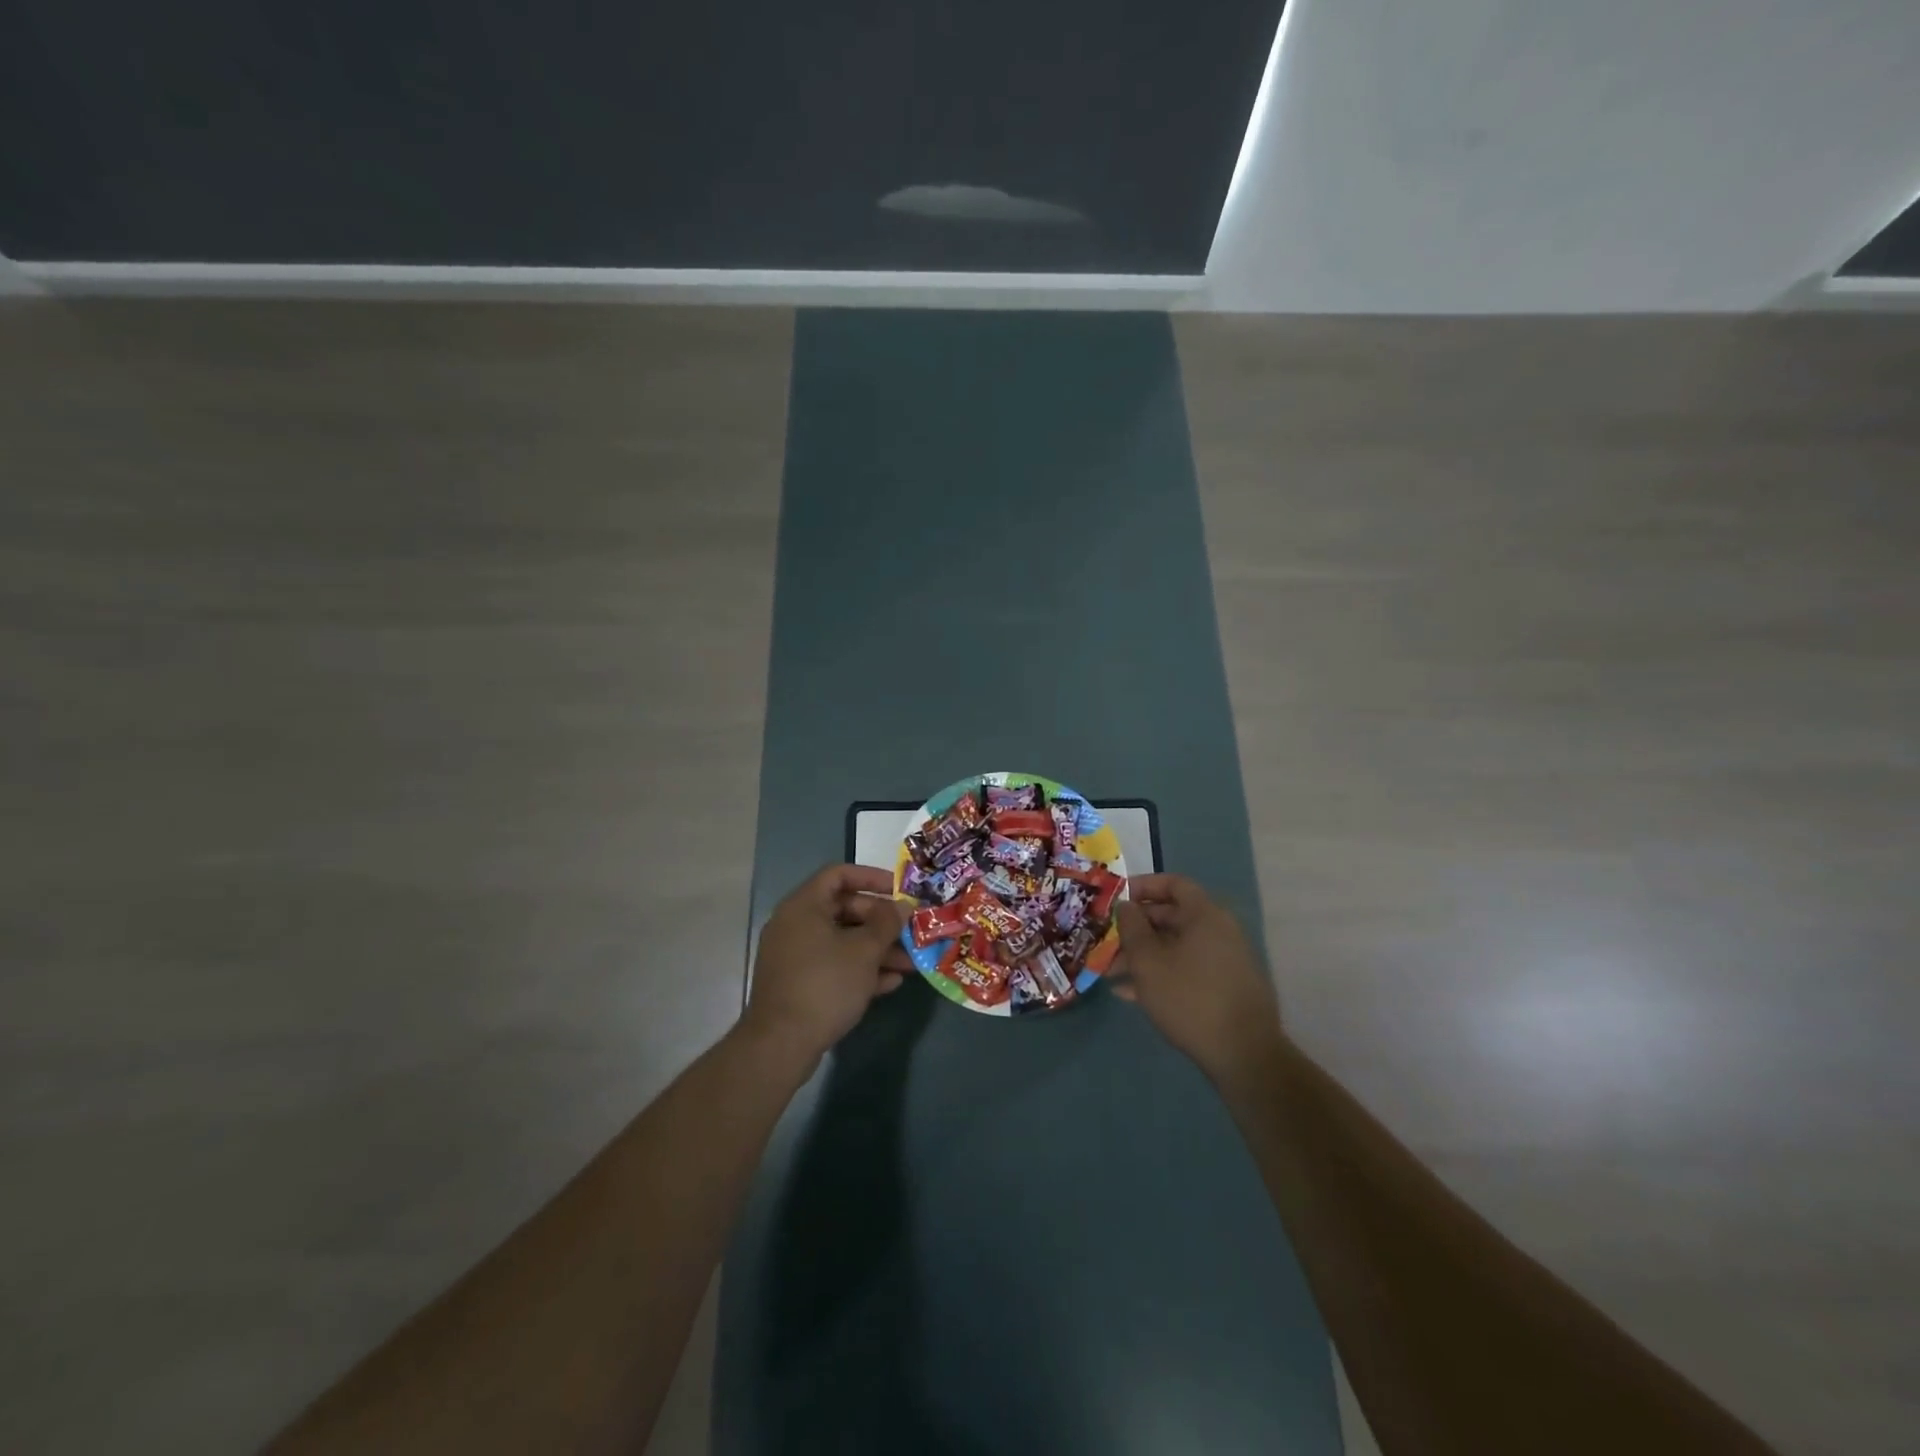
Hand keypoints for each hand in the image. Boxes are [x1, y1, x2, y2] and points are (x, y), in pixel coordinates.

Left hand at [742, 865, 912, 1062]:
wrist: (781, 1044)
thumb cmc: (825, 984)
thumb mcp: (864, 951)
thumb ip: (887, 924)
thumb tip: (902, 907)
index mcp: (804, 906)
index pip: (839, 874)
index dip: (872, 877)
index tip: (899, 890)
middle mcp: (795, 924)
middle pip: (843, 909)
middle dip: (880, 921)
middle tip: (909, 932)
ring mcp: (794, 955)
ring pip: (842, 941)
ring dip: (876, 949)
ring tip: (909, 963)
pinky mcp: (798, 983)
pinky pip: (833, 965)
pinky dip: (860, 969)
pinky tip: (890, 983)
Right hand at [1112, 875, 1284, 1086]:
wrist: (1244, 1055)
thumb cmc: (1190, 998)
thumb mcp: (1148, 961)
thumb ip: (1131, 928)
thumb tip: (1125, 906)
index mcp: (1205, 915)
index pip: (1174, 884)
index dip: (1143, 886)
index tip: (1117, 899)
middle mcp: (1219, 931)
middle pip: (1172, 916)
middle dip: (1136, 928)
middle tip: (1108, 940)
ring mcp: (1225, 960)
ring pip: (1176, 946)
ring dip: (1144, 955)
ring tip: (1111, 973)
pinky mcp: (1225, 987)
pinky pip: (1187, 969)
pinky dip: (1162, 974)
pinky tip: (1132, 994)